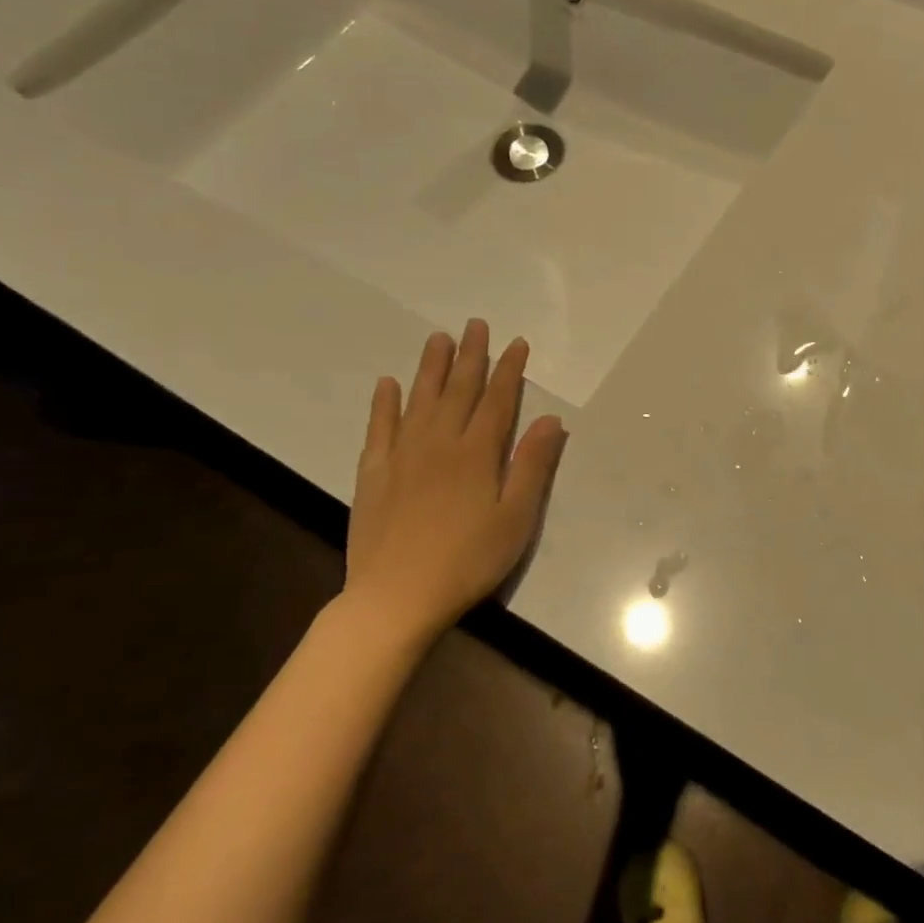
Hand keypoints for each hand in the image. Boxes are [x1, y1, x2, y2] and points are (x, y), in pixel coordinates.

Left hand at [341, 320, 566, 647]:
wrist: (396, 597)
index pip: (497, 400)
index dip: (509, 370)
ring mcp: (402, 456)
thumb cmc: (468, 561)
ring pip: (419, 400)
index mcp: (477, 454)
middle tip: (475, 325)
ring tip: (438, 338)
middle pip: (458, 390)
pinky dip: (384, 403)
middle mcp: (439, 443)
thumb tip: (549, 419)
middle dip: (470, 356)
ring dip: (430, 367)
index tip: (517, 343)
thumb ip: (532, 466)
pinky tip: (388, 384)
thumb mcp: (516, 518)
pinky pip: (379, 428)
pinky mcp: (374, 474)